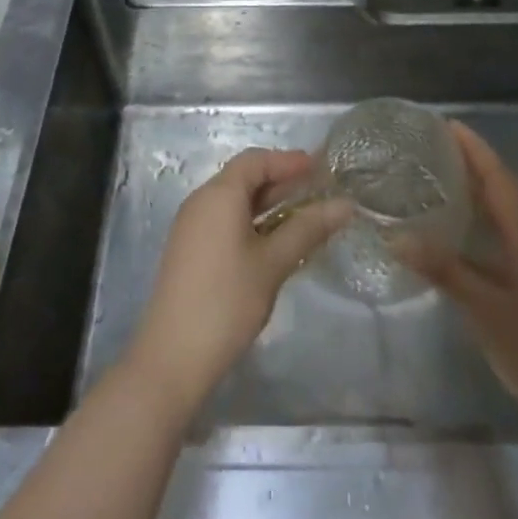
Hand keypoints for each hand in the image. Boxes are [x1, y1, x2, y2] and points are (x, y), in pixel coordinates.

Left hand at [127, 148, 350, 415]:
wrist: (172, 358)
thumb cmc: (227, 301)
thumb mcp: (273, 263)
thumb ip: (308, 228)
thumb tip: (345, 204)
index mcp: (218, 195)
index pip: (256, 160)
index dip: (289, 160)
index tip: (321, 168)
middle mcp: (201, 202)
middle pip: (244, 177)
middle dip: (282, 180)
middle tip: (319, 190)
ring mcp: (192, 227)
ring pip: (235, 201)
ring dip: (269, 203)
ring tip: (305, 214)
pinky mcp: (190, 251)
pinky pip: (225, 221)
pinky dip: (253, 221)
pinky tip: (276, 241)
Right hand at [397, 122, 517, 435]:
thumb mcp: (485, 308)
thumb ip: (443, 270)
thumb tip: (395, 237)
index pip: (497, 176)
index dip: (473, 148)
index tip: (445, 124)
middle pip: (498, 188)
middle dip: (468, 163)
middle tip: (429, 148)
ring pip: (498, 213)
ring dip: (471, 191)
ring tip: (433, 180)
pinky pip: (496, 237)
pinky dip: (473, 224)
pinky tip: (448, 236)